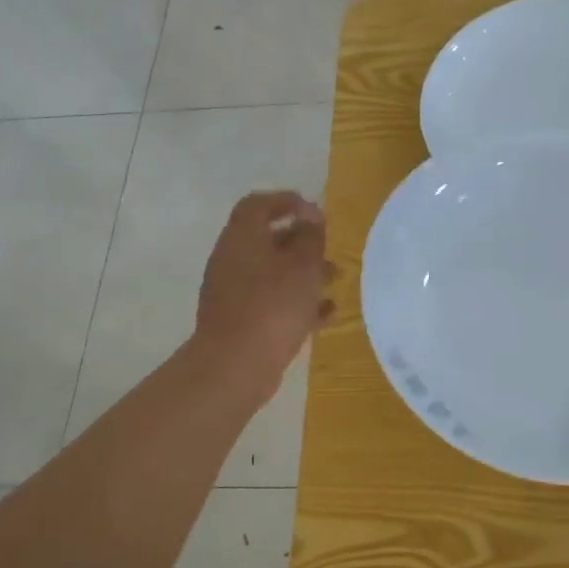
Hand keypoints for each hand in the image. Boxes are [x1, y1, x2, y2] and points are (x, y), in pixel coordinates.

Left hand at [195, 191, 334, 402]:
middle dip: (302, 241)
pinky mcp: (240, 321)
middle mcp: (232, 260)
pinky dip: (297, 302)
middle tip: (329, 248)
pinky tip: (327, 314)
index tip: (316, 213)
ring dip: (304, 273)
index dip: (287, 202)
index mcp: (242, 238)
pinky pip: (272, 302)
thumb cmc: (272, 307)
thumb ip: (311, 239)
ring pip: (272, 273)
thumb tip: (312, 220)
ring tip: (335, 280)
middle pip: (267, 240)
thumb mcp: (302, 267)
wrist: (235, 365)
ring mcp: (233, 293)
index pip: (258, 205)